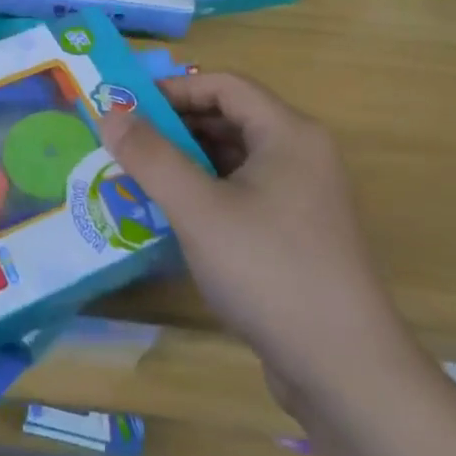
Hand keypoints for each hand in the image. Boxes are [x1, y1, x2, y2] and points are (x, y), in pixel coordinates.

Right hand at [98, 73, 404, 411]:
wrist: (346, 370)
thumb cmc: (269, 272)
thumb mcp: (199, 210)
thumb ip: (151, 157)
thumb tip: (110, 112)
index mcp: (288, 133)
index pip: (224, 85)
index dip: (173, 89)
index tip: (127, 108)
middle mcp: (302, 155)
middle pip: (230, 119)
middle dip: (176, 128)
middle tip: (126, 144)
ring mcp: (304, 197)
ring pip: (236, 160)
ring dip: (189, 163)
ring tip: (141, 179)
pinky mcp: (298, 234)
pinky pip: (245, 194)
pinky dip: (208, 194)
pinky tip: (175, 217)